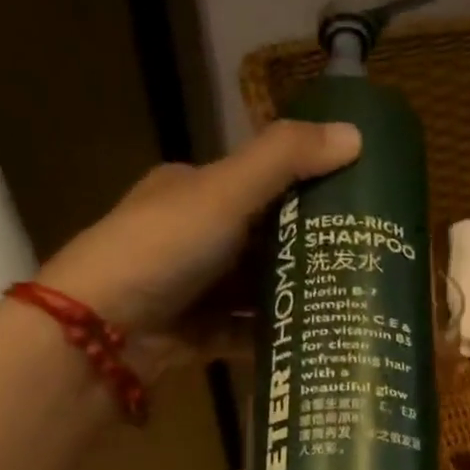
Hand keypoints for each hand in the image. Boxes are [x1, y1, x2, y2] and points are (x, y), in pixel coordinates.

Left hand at [40, 120, 361, 329]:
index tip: (357, 199)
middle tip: (367, 254)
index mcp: (193, 191)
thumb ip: (285, 160)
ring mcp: (196, 289)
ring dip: (296, 292)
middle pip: (263, 238)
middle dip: (309, 246)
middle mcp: (193, 237)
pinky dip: (277, 333)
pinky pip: (248, 331)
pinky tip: (318, 335)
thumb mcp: (224, 192)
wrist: (102, 333)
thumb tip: (357, 134)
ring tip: (354, 297)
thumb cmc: (163, 247)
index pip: (258, 181)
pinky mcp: (200, 335)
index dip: (305, 185)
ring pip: (258, 287)